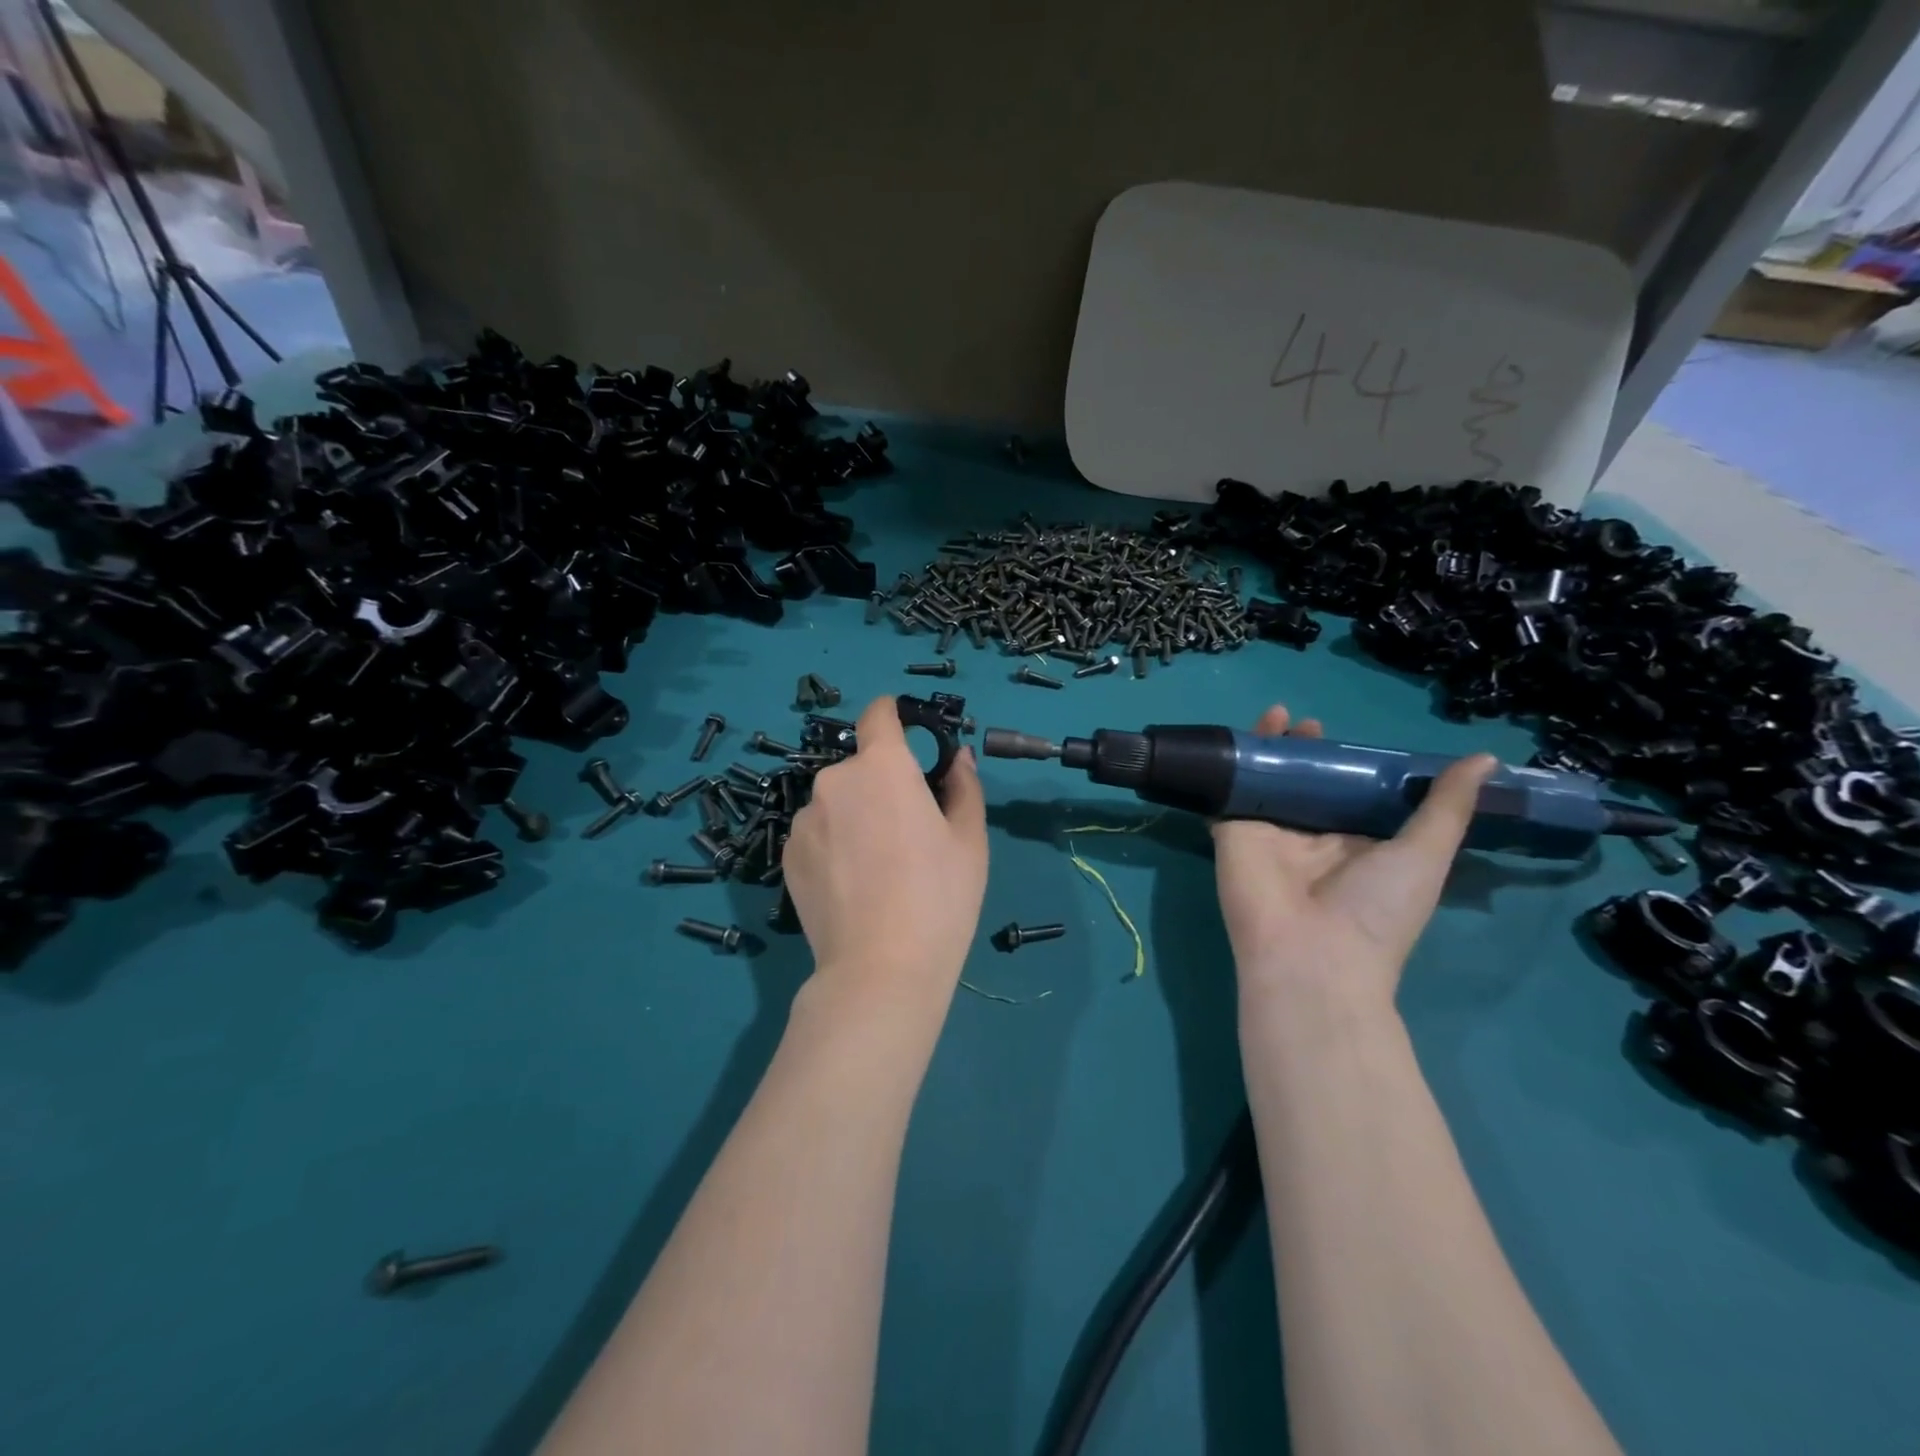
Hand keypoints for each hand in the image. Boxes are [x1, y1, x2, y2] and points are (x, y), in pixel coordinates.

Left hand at [783, 696, 988, 1014]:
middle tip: (908, 830)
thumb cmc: (939, 896)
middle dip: (882, 784)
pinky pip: (816, 833)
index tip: (909, 734)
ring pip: (837, 802)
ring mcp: (805, 819)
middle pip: (861, 766)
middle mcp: (835, 780)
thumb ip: (963, 785)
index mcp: (883, 766)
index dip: (895, 716)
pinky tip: (851, 885)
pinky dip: (833, 844)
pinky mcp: (787, 854)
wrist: (881, 968)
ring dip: (855, 815)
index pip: (880, 714)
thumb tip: (957, 756)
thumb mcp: (969, 839)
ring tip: (877, 867)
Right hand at [1212, 704, 1495, 1018]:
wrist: (1311, 954)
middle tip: (1310, 725)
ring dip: (1269, 749)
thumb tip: (1484, 758)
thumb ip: (1447, 806)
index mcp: (1356, 844)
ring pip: (1266, 781)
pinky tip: (1237, 741)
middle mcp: (1311, 837)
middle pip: (1306, 781)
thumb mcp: (1425, 855)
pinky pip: (1229, 793)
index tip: (1351, 735)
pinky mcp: (1233, 832)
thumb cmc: (1376, 909)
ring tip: (1278, 715)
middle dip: (1307, 751)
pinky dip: (1230, 767)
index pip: (1351, 792)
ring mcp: (1268, 834)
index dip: (1350, 762)